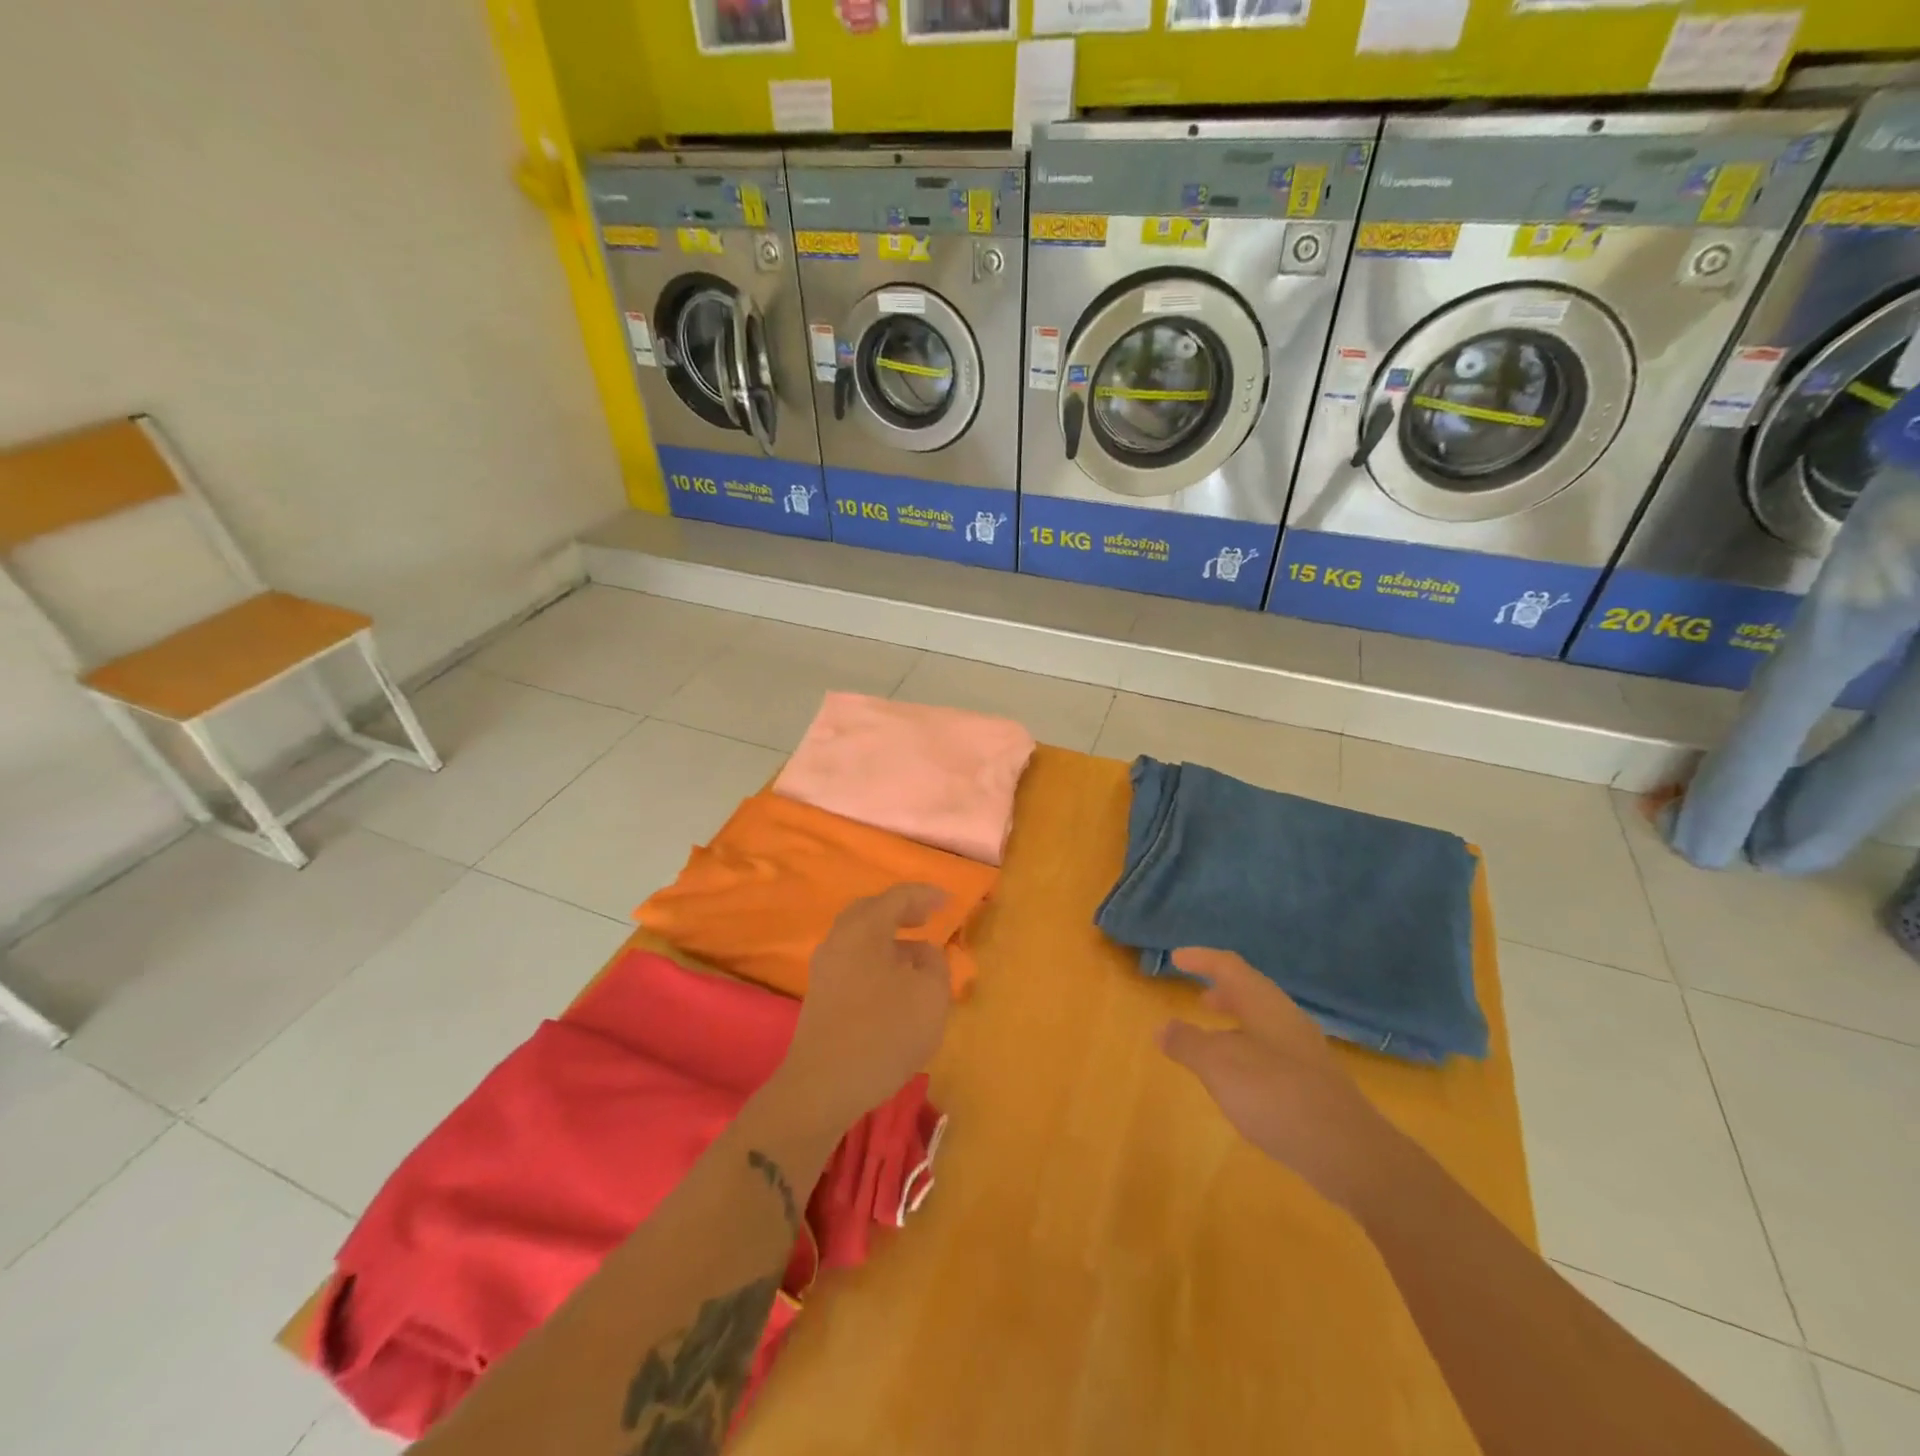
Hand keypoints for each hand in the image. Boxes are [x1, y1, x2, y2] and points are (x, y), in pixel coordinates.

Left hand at [776, 885, 953, 1131]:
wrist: (823, 1086)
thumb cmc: (884, 1031)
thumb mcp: (930, 995)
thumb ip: (935, 964)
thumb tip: (924, 954)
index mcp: (864, 928)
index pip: (898, 897)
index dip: (926, 895)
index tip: (947, 901)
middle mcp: (839, 939)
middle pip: (871, 912)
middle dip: (901, 912)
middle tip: (926, 918)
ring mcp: (825, 968)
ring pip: (860, 939)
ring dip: (889, 940)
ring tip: (918, 955)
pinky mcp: (821, 996)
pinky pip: (854, 962)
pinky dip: (877, 960)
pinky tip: (895, 983)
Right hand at [1158, 948, 1400, 1212]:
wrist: (1350, 1153)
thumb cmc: (1276, 1095)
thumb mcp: (1219, 1066)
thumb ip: (1188, 1044)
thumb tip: (1162, 1027)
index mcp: (1265, 1004)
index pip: (1230, 966)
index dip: (1202, 959)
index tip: (1177, 957)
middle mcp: (1287, 1020)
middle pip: (1251, 993)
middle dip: (1223, 992)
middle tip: (1198, 997)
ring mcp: (1305, 1053)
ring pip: (1263, 1024)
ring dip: (1236, 1024)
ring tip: (1213, 1039)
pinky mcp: (1314, 1084)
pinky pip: (1273, 1052)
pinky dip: (1249, 1051)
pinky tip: (1240, 1080)